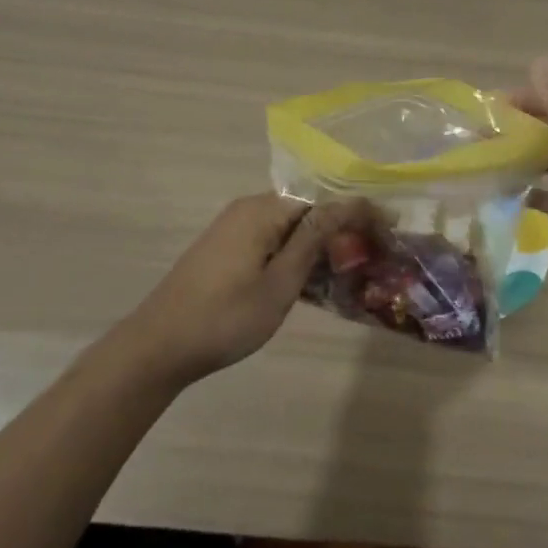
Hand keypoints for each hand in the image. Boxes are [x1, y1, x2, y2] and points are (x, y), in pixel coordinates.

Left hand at [117, 193, 379, 385]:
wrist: (157, 346)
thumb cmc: (225, 317)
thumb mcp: (279, 284)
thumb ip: (313, 241)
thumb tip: (347, 206)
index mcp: (262, 210)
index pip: (322, 200)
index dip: (358, 213)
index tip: (390, 227)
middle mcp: (249, 209)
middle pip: (307, 210)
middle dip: (341, 229)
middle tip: (374, 254)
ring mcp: (234, 228)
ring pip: (290, 228)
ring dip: (319, 246)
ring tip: (351, 269)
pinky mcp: (226, 248)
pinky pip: (272, 241)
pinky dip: (296, 255)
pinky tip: (313, 280)